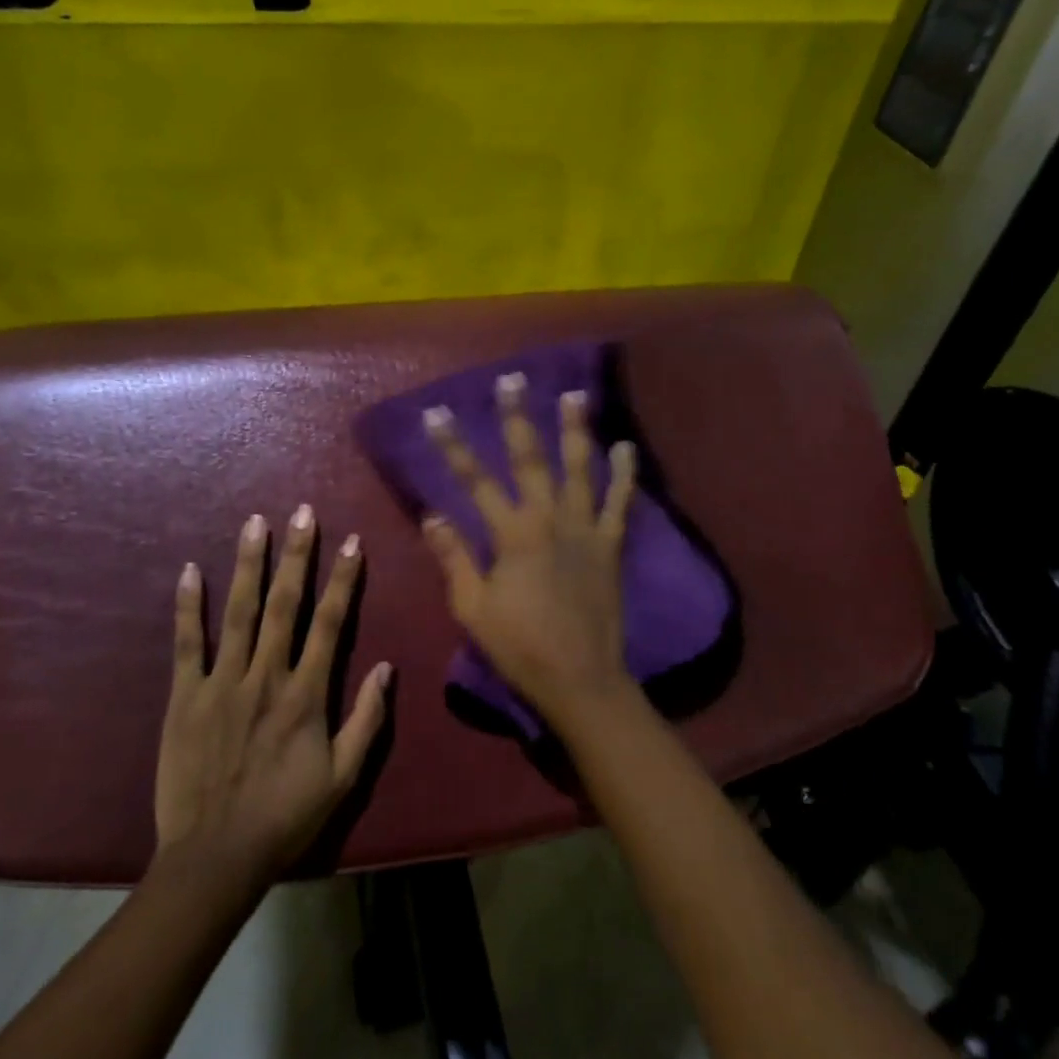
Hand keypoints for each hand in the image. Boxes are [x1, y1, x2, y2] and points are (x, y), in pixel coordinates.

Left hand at [155, 507, 392, 878]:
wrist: (216, 857)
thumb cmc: (286, 816)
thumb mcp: (343, 777)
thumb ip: (367, 720)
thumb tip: (386, 667)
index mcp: (306, 694)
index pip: (331, 623)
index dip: (343, 579)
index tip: (351, 542)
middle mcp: (266, 676)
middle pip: (285, 604)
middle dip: (296, 555)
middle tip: (301, 512)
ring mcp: (222, 683)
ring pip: (238, 612)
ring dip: (248, 565)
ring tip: (254, 524)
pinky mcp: (185, 697)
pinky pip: (187, 644)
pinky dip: (188, 606)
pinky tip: (189, 570)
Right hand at [419, 372, 637, 725]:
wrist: (580, 678)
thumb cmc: (519, 646)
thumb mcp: (472, 606)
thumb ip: (454, 557)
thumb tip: (432, 514)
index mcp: (511, 534)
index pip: (474, 480)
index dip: (453, 446)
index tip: (437, 414)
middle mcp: (548, 519)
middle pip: (529, 459)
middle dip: (517, 417)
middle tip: (512, 380)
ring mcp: (584, 529)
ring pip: (579, 468)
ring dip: (575, 430)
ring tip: (574, 395)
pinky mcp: (610, 545)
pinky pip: (619, 503)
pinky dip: (624, 474)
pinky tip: (626, 447)